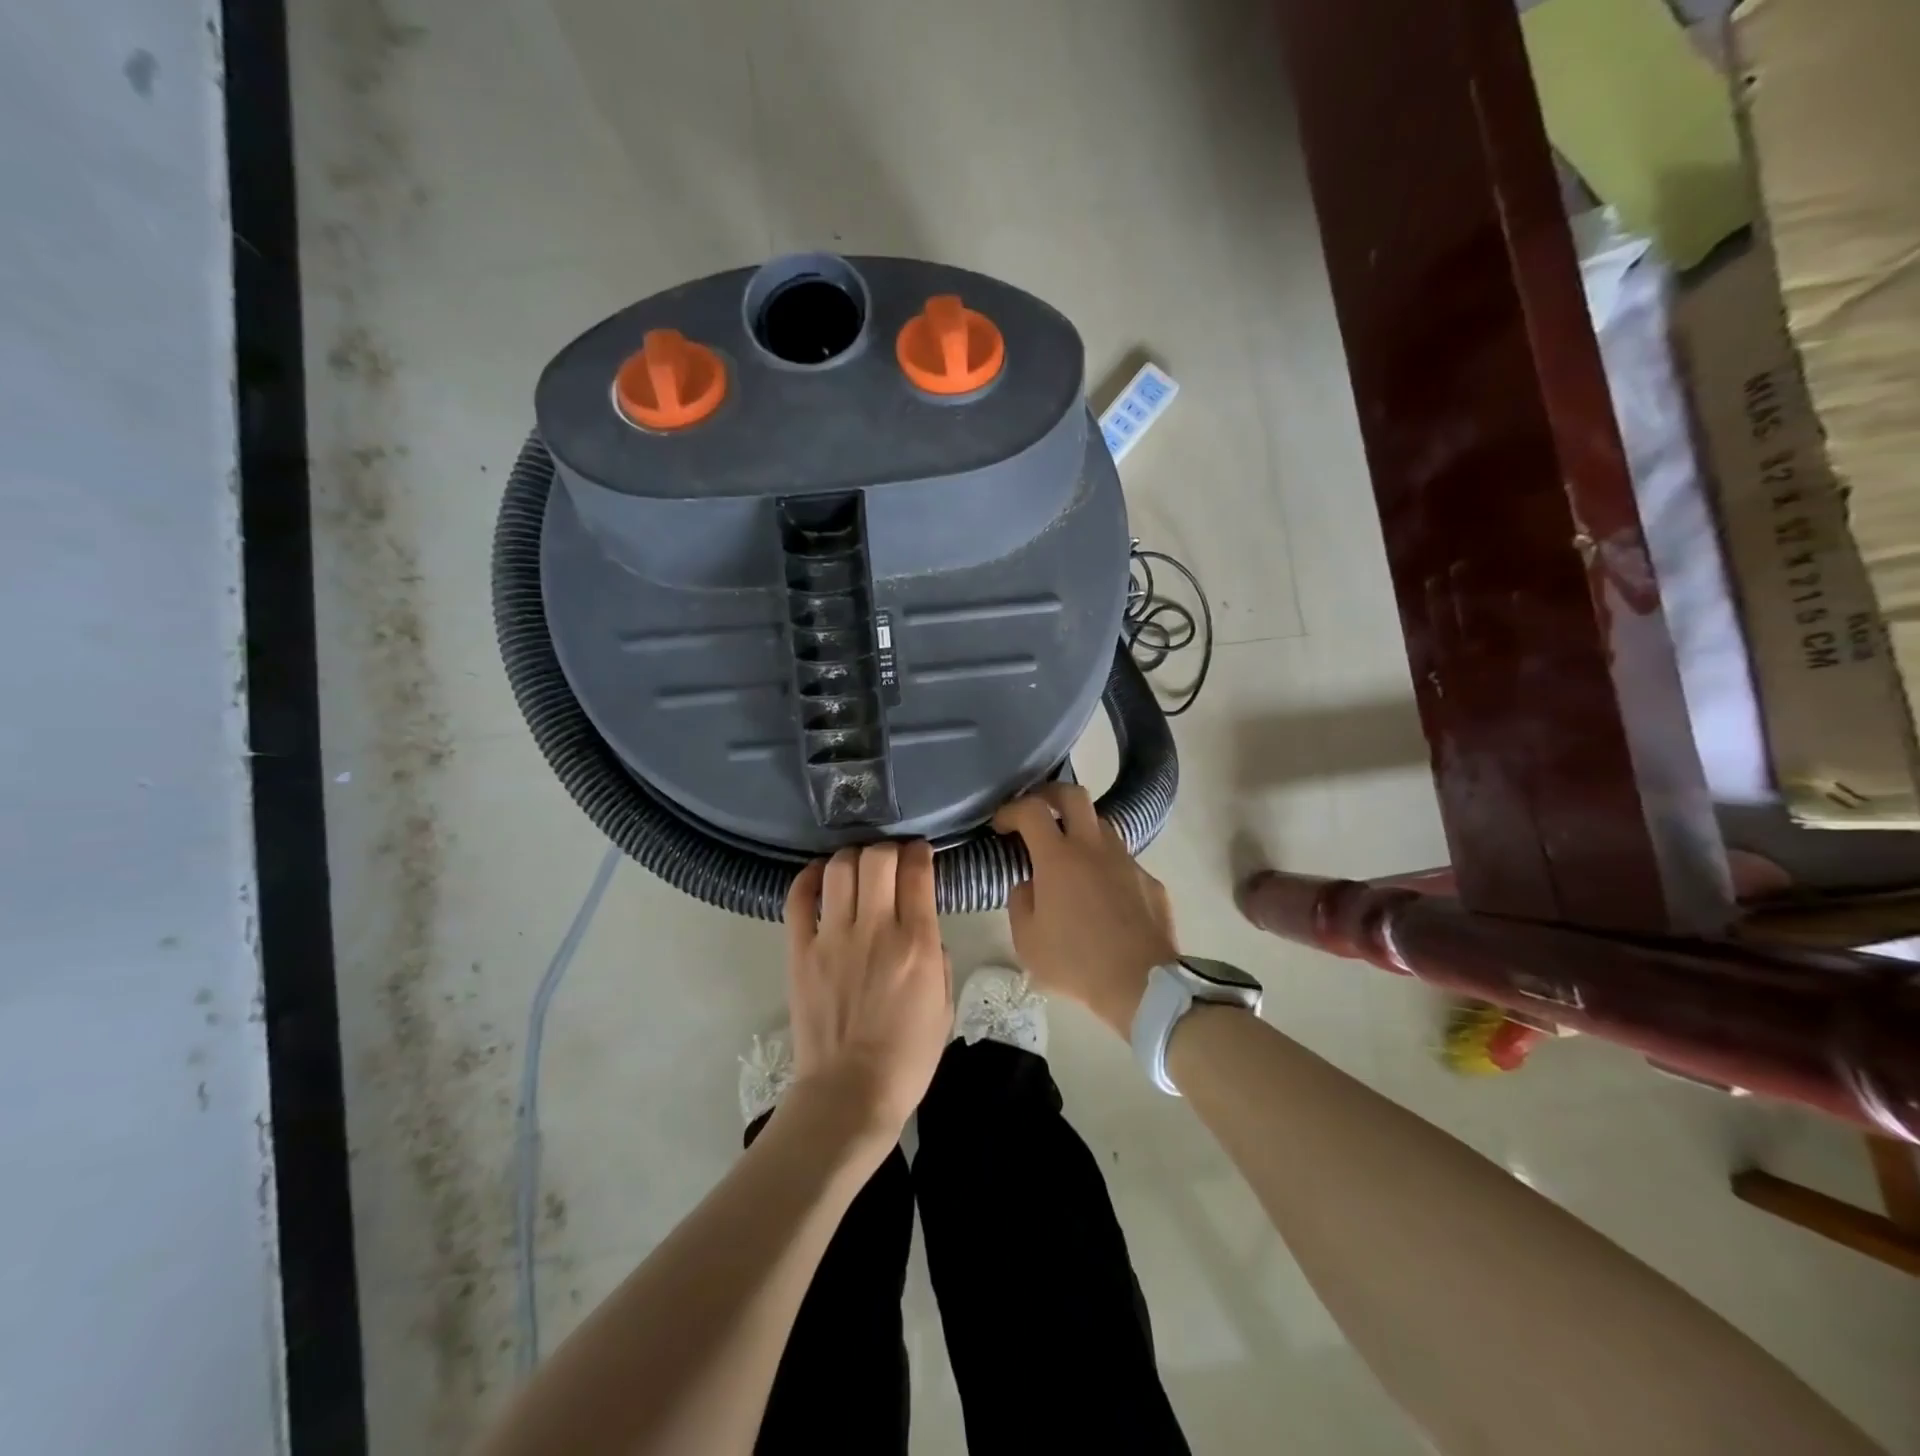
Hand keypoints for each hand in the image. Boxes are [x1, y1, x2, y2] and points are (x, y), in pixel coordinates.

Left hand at [783, 841, 951, 1145]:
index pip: (917, 872)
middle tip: (891, 860)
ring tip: (859, 866)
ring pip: (840, 868)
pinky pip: (799, 898)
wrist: (849, 1093)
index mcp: (917, 944)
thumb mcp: (944, 1006)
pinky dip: (810, 877)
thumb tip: (921, 929)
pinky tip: (822, 876)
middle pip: (877, 858)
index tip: (921, 853)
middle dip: (888, 849)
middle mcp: (876, 929)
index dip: (920, 852)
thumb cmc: (907, 1057)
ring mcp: (833, 937)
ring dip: (853, 857)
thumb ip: (938, 958)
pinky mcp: (800, 950)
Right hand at [994, 785, 1178, 1035]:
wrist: (1142, 985)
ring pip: (1102, 825)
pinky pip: (1122, 861)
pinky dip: (1105, 867)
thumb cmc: (1076, 963)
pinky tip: (1102, 896)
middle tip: (1037, 811)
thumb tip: (1029, 883)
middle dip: (1050, 794)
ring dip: (1080, 830)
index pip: (1031, 810)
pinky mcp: (1149, 880)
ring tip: (1069, 855)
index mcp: (1058, 858)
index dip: (1011, 809)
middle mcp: (1093, 847)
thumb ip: (1020, 901)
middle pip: (1073, 794)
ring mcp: (1126, 860)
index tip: (1001, 824)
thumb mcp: (1027, 941)